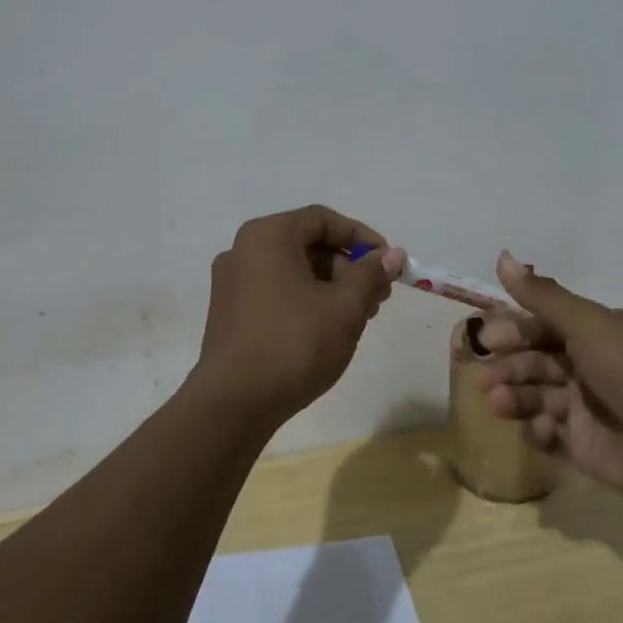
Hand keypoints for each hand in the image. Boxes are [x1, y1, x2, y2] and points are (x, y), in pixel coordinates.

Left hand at [192, 206, 407, 424]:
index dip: (361, 237)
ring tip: (358, 319)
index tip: (388, 263)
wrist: (234, 404)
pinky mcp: (229, 313)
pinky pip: (276, 292)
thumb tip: (393, 255)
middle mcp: (243, 250)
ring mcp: (232, 283)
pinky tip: (327, 331)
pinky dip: (306, 301)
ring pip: (294, 271)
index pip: (323, 219)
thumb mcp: (345, 307)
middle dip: (349, 268)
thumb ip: (371, 274)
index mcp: (267, 236)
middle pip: (308, 245)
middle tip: (377, 298)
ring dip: (331, 287)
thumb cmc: (294, 344)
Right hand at [475, 252, 622, 499]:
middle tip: (485, 379)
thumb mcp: (588, 324)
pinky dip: (538, 430)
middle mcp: (588, 366)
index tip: (488, 338)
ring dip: (514, 397)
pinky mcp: (583, 445)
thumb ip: (542, 296)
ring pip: (536, 396)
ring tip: (498, 403)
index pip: (543, 326)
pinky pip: (548, 434)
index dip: (514, 331)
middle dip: (509, 367)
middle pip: (534, 361)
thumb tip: (501, 255)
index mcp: (594, 333)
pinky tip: (543, 429)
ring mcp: (585, 407)